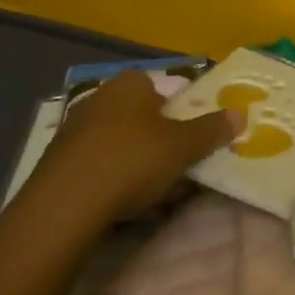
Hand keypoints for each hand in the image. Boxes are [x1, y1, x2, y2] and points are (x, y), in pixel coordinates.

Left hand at [15, 70, 241, 238]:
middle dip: (159, 143)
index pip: (161, 89)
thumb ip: (212, 130)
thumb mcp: (183, 147)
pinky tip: (123, 210)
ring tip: (154, 198)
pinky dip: (112, 184)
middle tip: (177, 169)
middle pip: (141, 118)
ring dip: (137, 167)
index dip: (179, 113)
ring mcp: (72, 133)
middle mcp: (98, 99)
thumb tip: (240, 114)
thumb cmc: (131, 162)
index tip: (189, 140)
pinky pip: (96, 169)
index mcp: (129, 84)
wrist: (60, 211)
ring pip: (119, 146)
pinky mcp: (55, 167)